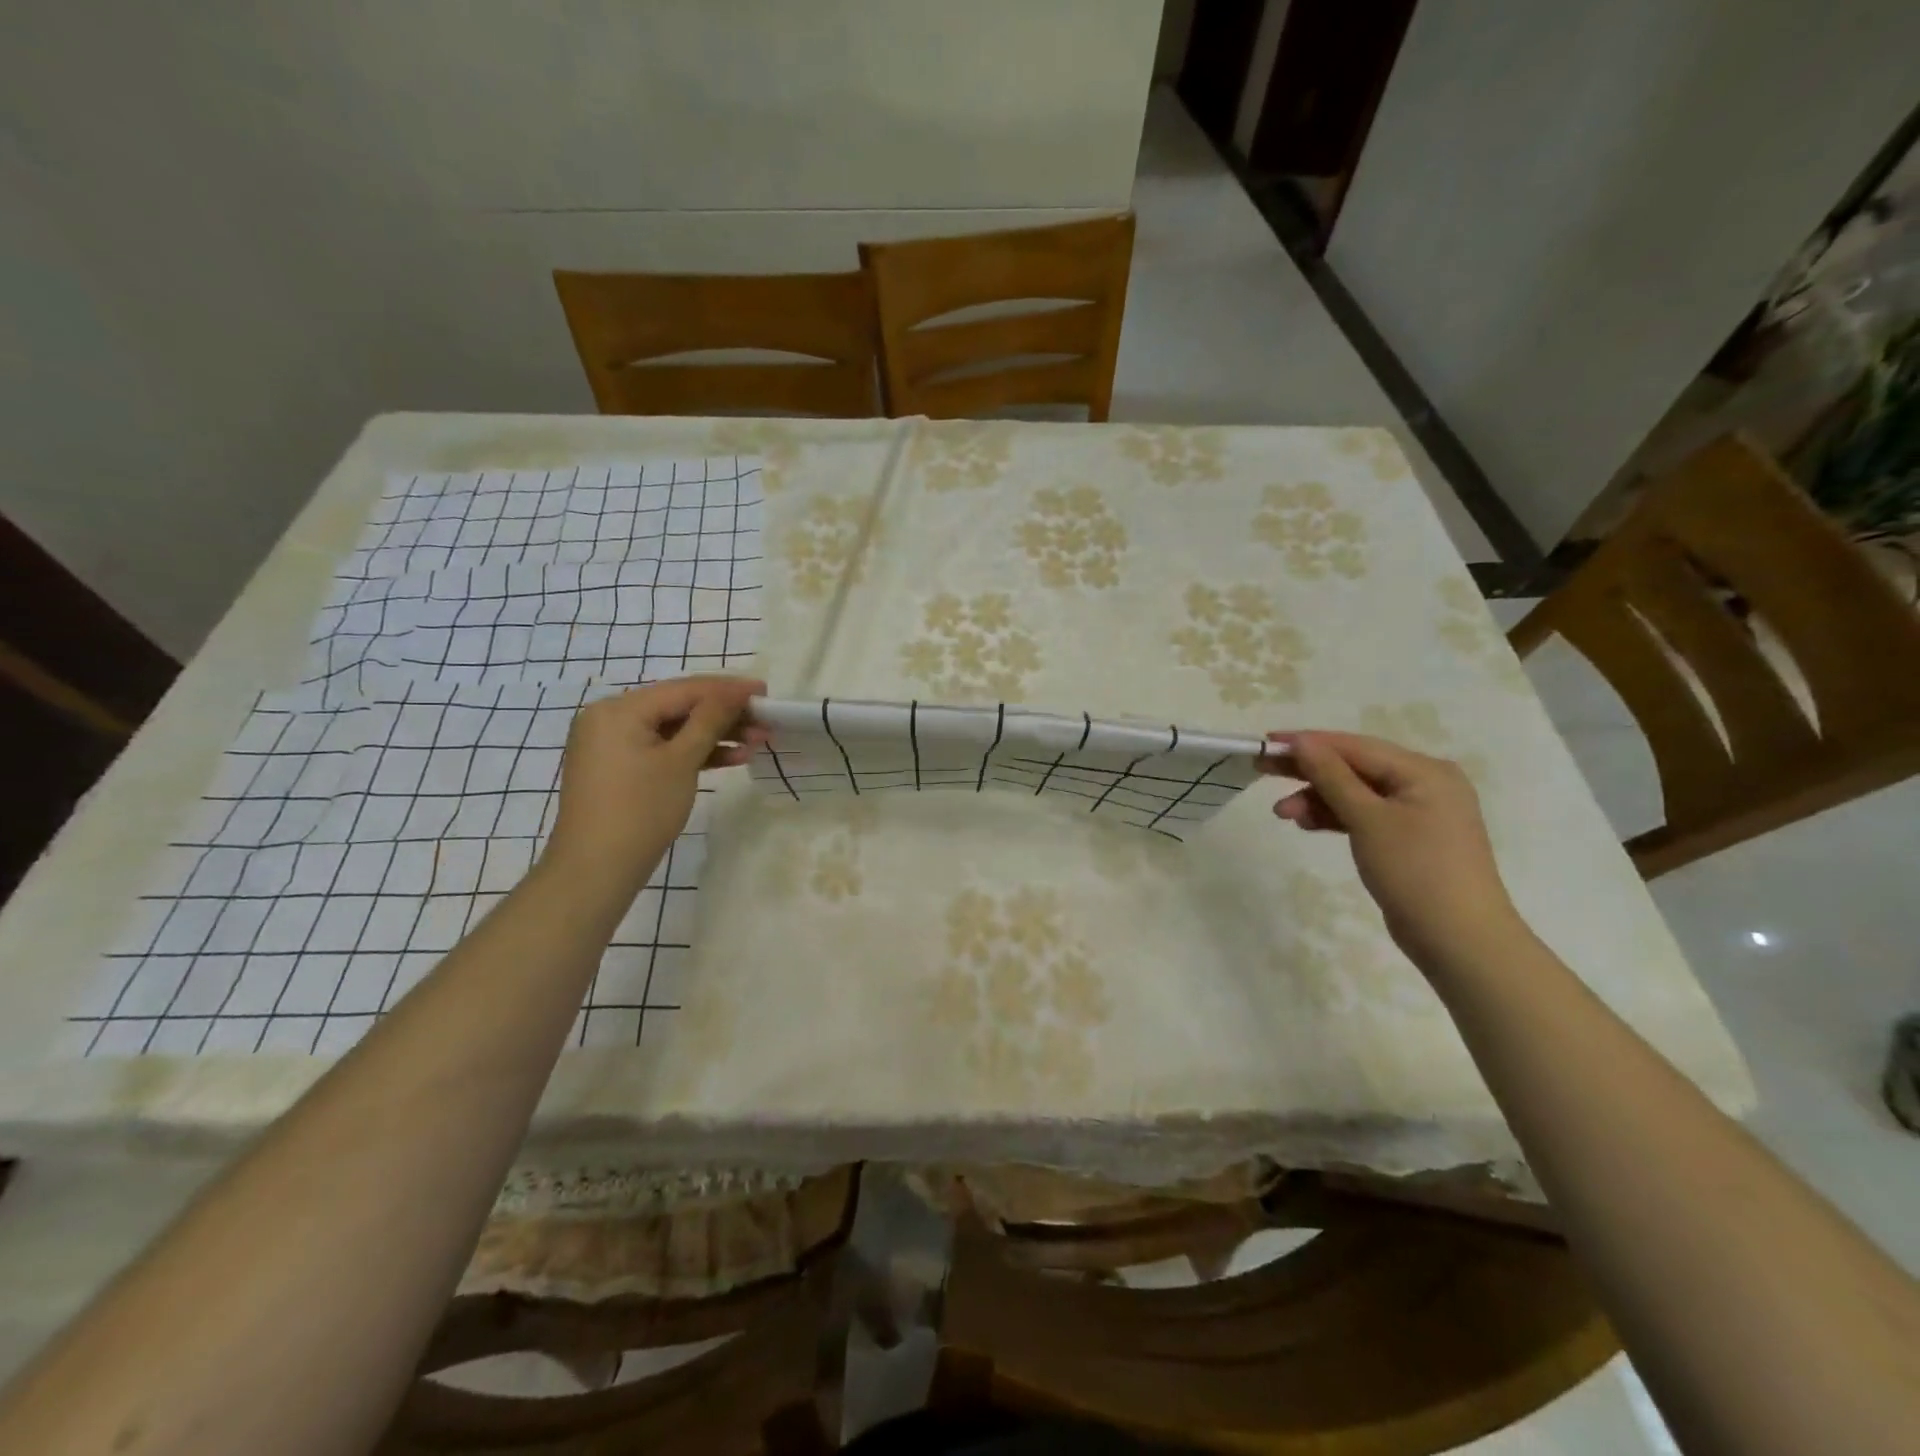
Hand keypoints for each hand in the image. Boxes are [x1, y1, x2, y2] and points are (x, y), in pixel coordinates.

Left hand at [540, 676, 767, 897]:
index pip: (683, 689)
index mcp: (619, 709)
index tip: (765, 690)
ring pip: (673, 730)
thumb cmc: (641, 810)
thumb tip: (735, 691)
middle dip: (724, 714)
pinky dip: (693, 753)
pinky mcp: (619, 768)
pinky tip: (731, 759)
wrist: (596, 870)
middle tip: (765, 720)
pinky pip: (662, 749)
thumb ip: (711, 720)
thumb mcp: (681, 760)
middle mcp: (610, 718)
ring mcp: (612, 745)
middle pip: (678, 707)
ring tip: (758, 741)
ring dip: (714, 735)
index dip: (727, 689)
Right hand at [1259, 730, 1522, 970]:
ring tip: (1283, 813)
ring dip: (1318, 798)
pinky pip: (1364, 815)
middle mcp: (1424, 784)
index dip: (1309, 742)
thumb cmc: (1415, 871)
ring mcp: (1417, 813)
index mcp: (1424, 771)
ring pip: (1355, 793)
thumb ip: (1332, 777)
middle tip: (1262, 771)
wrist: (1459, 940)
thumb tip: (1302, 742)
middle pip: (1354, 767)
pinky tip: (1308, 824)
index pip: (1355, 746)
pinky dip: (1335, 817)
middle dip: (1309, 771)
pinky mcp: (1407, 838)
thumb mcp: (1368, 819)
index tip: (1265, 743)